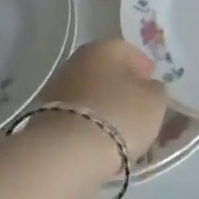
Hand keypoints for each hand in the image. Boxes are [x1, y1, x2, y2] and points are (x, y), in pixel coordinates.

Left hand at [40, 39, 168, 165]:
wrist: (67, 151)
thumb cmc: (120, 115)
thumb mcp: (155, 101)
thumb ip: (155, 89)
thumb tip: (147, 87)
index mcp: (106, 47)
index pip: (131, 53)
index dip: (145, 72)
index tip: (152, 91)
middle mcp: (78, 59)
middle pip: (106, 72)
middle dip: (120, 88)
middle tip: (135, 110)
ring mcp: (56, 86)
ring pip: (89, 93)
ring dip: (102, 105)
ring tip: (116, 130)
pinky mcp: (43, 114)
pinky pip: (75, 114)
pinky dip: (86, 122)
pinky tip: (96, 139)